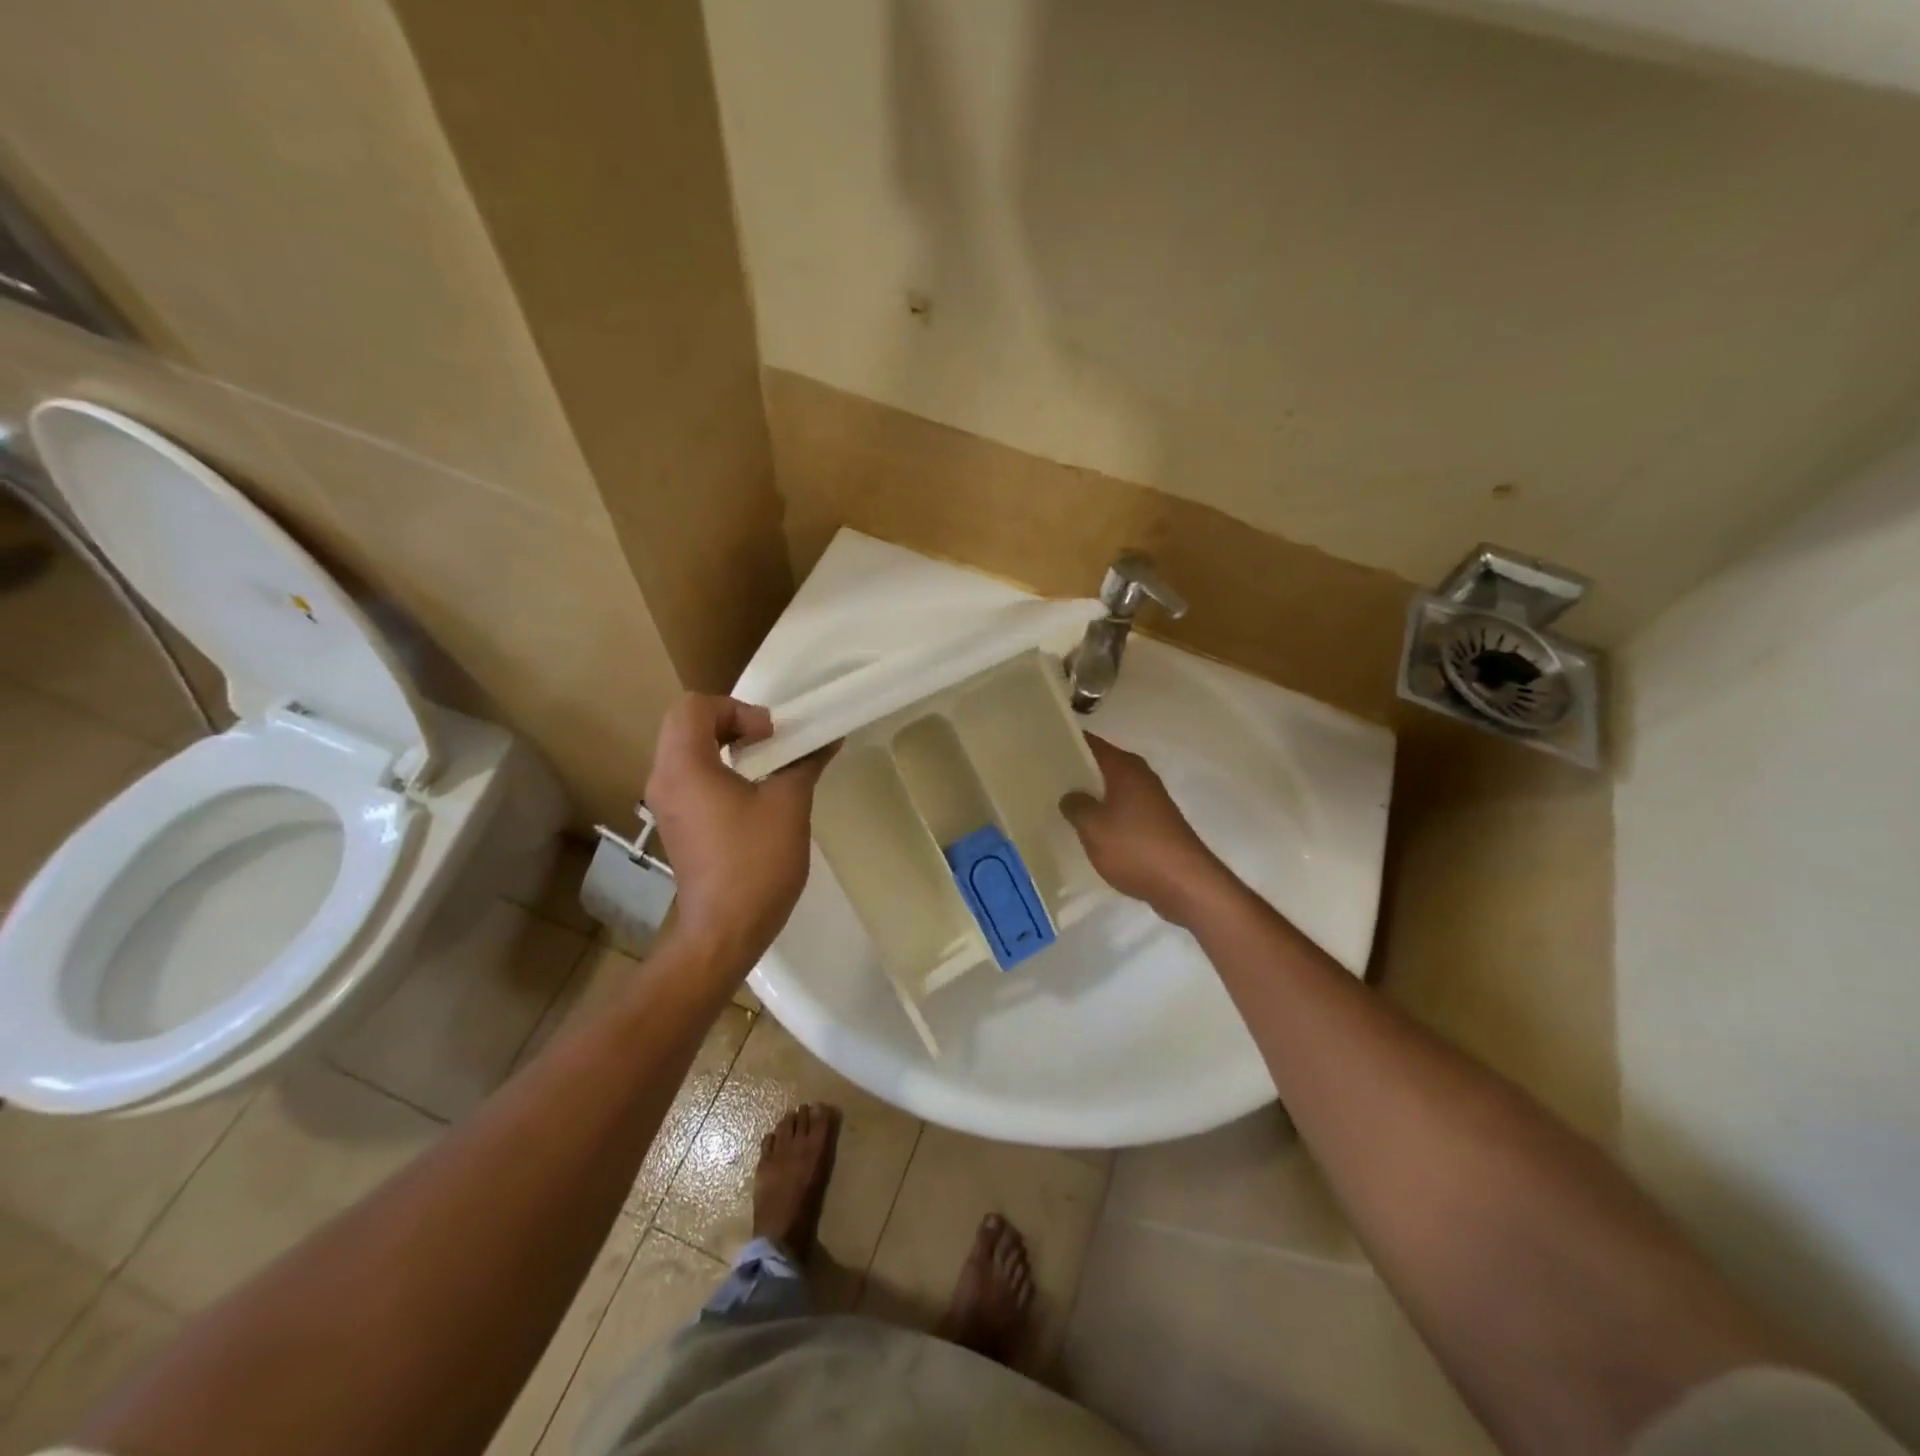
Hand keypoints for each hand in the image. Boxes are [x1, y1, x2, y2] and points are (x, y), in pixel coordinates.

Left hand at [645, 696, 831, 969]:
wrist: (725, 930)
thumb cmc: (755, 862)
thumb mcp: (789, 805)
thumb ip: (805, 762)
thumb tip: (828, 738)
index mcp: (684, 766)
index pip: (695, 706)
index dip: (737, 709)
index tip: (771, 737)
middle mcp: (664, 778)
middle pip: (686, 724)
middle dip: (731, 722)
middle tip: (769, 743)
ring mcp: (666, 804)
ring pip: (687, 750)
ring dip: (725, 746)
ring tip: (766, 765)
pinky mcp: (676, 824)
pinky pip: (691, 776)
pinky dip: (718, 769)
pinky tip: (752, 793)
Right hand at [1060, 735, 1229, 925]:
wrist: (1186, 884)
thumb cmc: (1135, 848)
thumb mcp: (1093, 827)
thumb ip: (1075, 805)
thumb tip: (1070, 795)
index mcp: (1125, 767)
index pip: (1090, 743)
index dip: (1065, 743)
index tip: (1038, 748)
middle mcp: (1140, 776)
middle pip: (1100, 765)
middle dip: (1074, 771)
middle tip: (1041, 777)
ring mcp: (1150, 800)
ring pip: (1110, 789)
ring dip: (1088, 795)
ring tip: (1057, 803)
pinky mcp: (1154, 824)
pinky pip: (1120, 810)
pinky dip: (1103, 815)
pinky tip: (1085, 829)